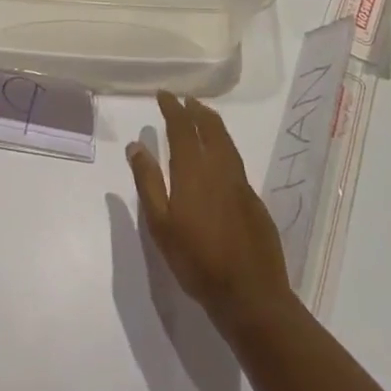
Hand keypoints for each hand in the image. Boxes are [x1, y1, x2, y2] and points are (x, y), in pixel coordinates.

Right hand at [126, 90, 292, 335]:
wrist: (251, 295)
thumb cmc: (197, 261)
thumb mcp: (161, 225)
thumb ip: (148, 182)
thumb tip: (136, 146)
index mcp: (193, 171)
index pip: (182, 127)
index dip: (173, 108)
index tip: (164, 94)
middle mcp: (220, 169)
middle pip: (210, 128)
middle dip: (196, 110)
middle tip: (185, 100)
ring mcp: (241, 184)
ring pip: (227, 142)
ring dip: (212, 124)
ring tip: (202, 116)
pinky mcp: (254, 201)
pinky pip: (235, 160)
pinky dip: (224, 146)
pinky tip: (219, 157)